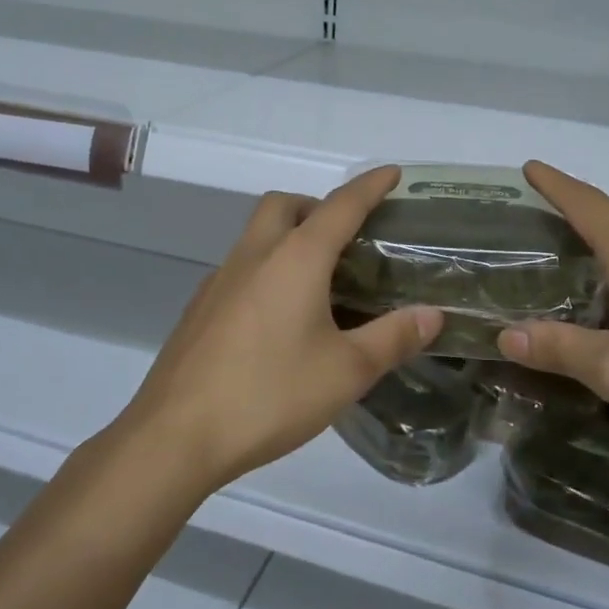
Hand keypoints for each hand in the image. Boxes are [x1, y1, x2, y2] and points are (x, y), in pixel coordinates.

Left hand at [122, 166, 441, 489]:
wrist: (176, 435)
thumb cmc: (269, 395)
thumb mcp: (346, 371)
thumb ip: (393, 338)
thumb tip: (433, 314)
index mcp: (295, 258)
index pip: (341, 205)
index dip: (370, 186)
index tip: (392, 173)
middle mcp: (254, 255)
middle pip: (285, 205)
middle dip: (318, 205)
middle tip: (346, 238)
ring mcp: (219, 280)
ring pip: (257, 234)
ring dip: (289, 236)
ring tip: (319, 281)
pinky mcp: (199, 308)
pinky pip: (240, 268)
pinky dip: (266, 269)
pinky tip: (278, 318)